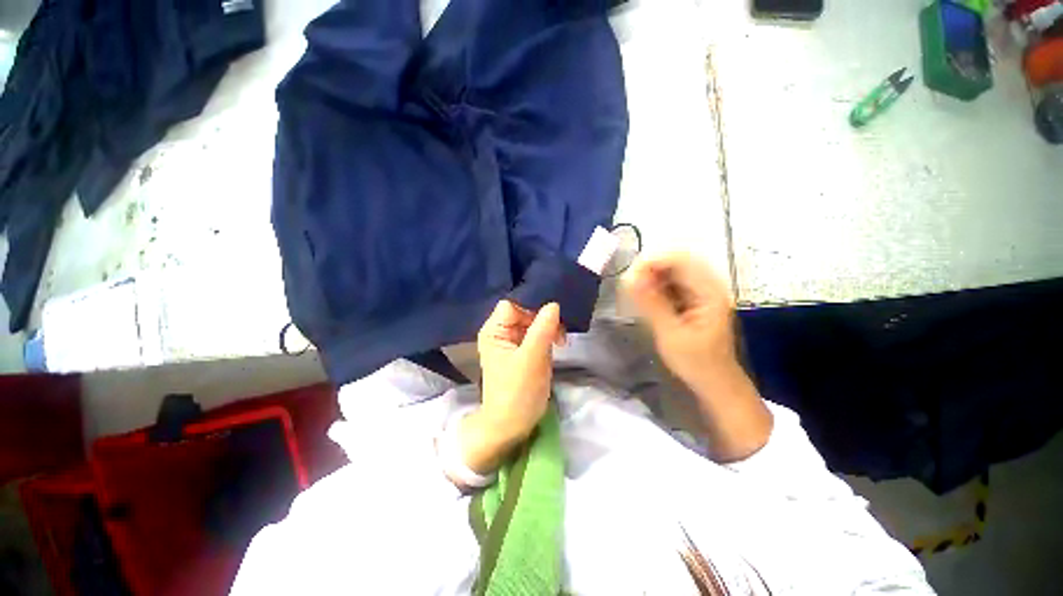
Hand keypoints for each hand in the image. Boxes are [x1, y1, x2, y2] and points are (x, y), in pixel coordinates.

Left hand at [461, 300, 563, 473]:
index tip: (551, 319)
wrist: (512, 426)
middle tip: (560, 335)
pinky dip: (548, 339)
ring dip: (549, 330)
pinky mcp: (524, 352)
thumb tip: (553, 304)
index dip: (530, 308)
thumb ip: (542, 329)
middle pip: (524, 313)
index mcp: (494, 331)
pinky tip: (557, 347)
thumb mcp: (532, 359)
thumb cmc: (517, 392)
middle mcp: (501, 333)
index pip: (511, 306)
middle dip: (543, 321)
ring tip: (560, 344)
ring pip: (534, 323)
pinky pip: (538, 335)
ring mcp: (513, 343)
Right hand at [623, 252, 771, 461]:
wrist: (715, 384)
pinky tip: (643, 298)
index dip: (652, 261)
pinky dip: (654, 287)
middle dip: (648, 269)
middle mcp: (707, 285)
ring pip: (670, 272)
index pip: (679, 259)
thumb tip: (629, 277)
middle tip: (628, 285)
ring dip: (650, 277)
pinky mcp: (691, 301)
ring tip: (632, 291)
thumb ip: (650, 303)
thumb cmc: (696, 363)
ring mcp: (699, 293)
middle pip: (675, 262)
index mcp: (709, 291)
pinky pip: (670, 285)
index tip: (629, 276)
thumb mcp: (670, 334)